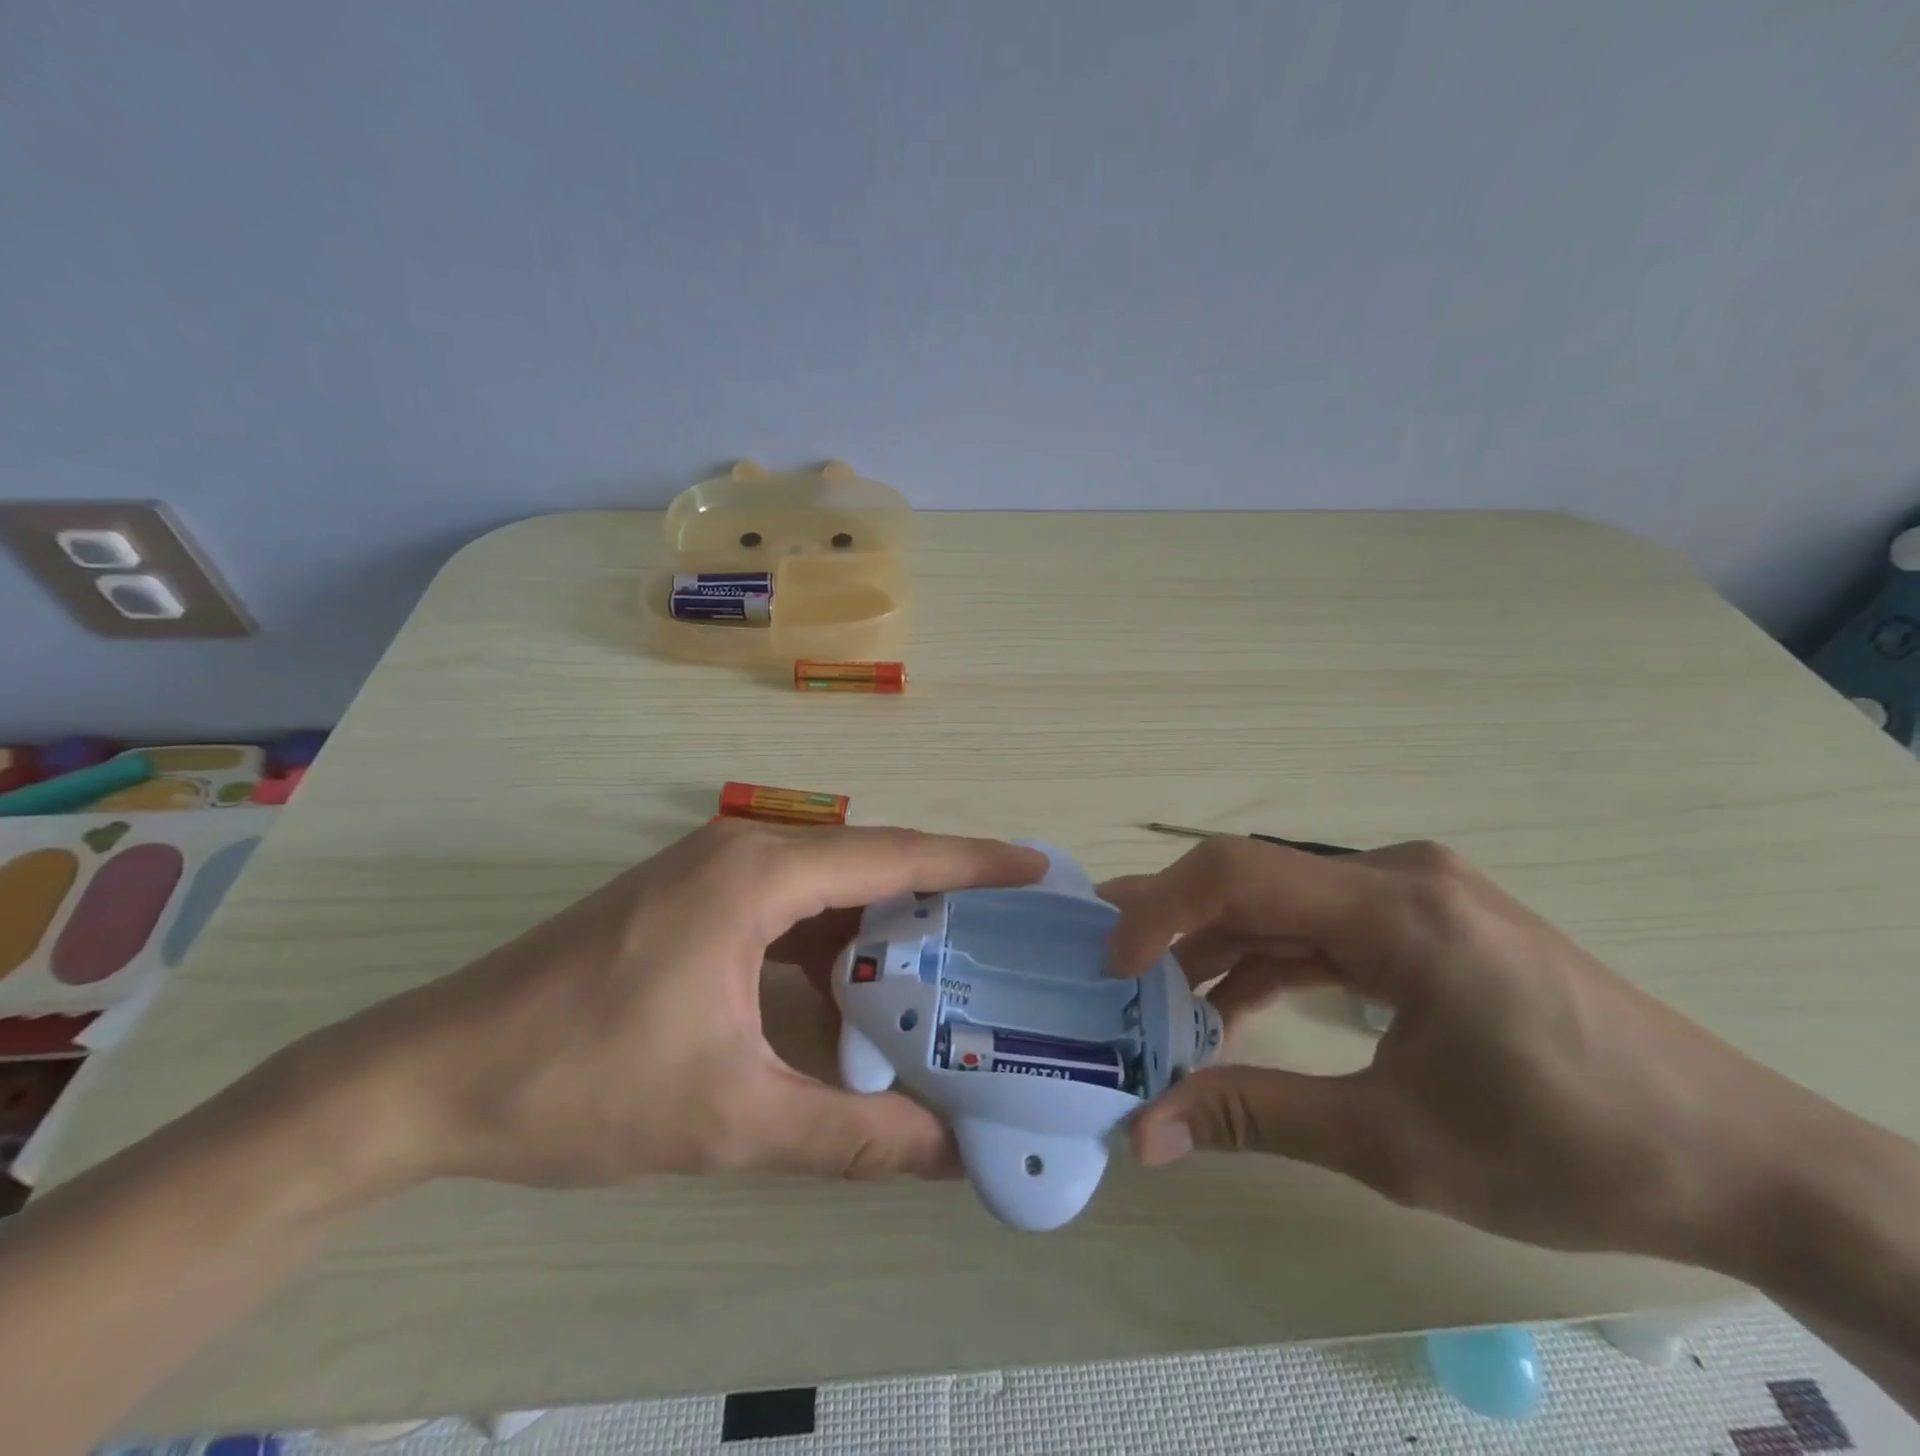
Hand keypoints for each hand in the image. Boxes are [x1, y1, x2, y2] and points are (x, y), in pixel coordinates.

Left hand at [278, 821, 1045, 1191]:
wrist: (432, 1077)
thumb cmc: (583, 1083)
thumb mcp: (731, 1118)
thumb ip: (852, 1136)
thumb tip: (952, 1160)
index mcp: (757, 875)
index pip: (892, 855)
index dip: (971, 861)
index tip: (1034, 866)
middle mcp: (743, 851)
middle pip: (866, 863)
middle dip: (938, 894)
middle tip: (1007, 930)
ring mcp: (711, 871)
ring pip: (826, 887)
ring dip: (881, 924)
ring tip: (949, 964)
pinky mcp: (690, 900)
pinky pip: (786, 909)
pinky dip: (831, 943)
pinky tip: (855, 991)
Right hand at [1099, 837, 1827, 1262]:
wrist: (1742, 1162)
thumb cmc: (1572, 1150)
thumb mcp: (1396, 1143)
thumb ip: (1256, 1118)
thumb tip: (1145, 1133)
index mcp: (1399, 910)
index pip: (1241, 873)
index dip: (1160, 907)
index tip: (1110, 963)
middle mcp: (1400, 877)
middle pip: (1255, 881)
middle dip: (1174, 923)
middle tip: (1106, 966)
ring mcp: (1416, 895)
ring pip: (1284, 904)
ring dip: (1219, 948)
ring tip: (1157, 998)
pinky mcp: (1426, 923)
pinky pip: (1322, 927)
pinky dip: (1269, 962)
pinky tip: (1231, 1008)